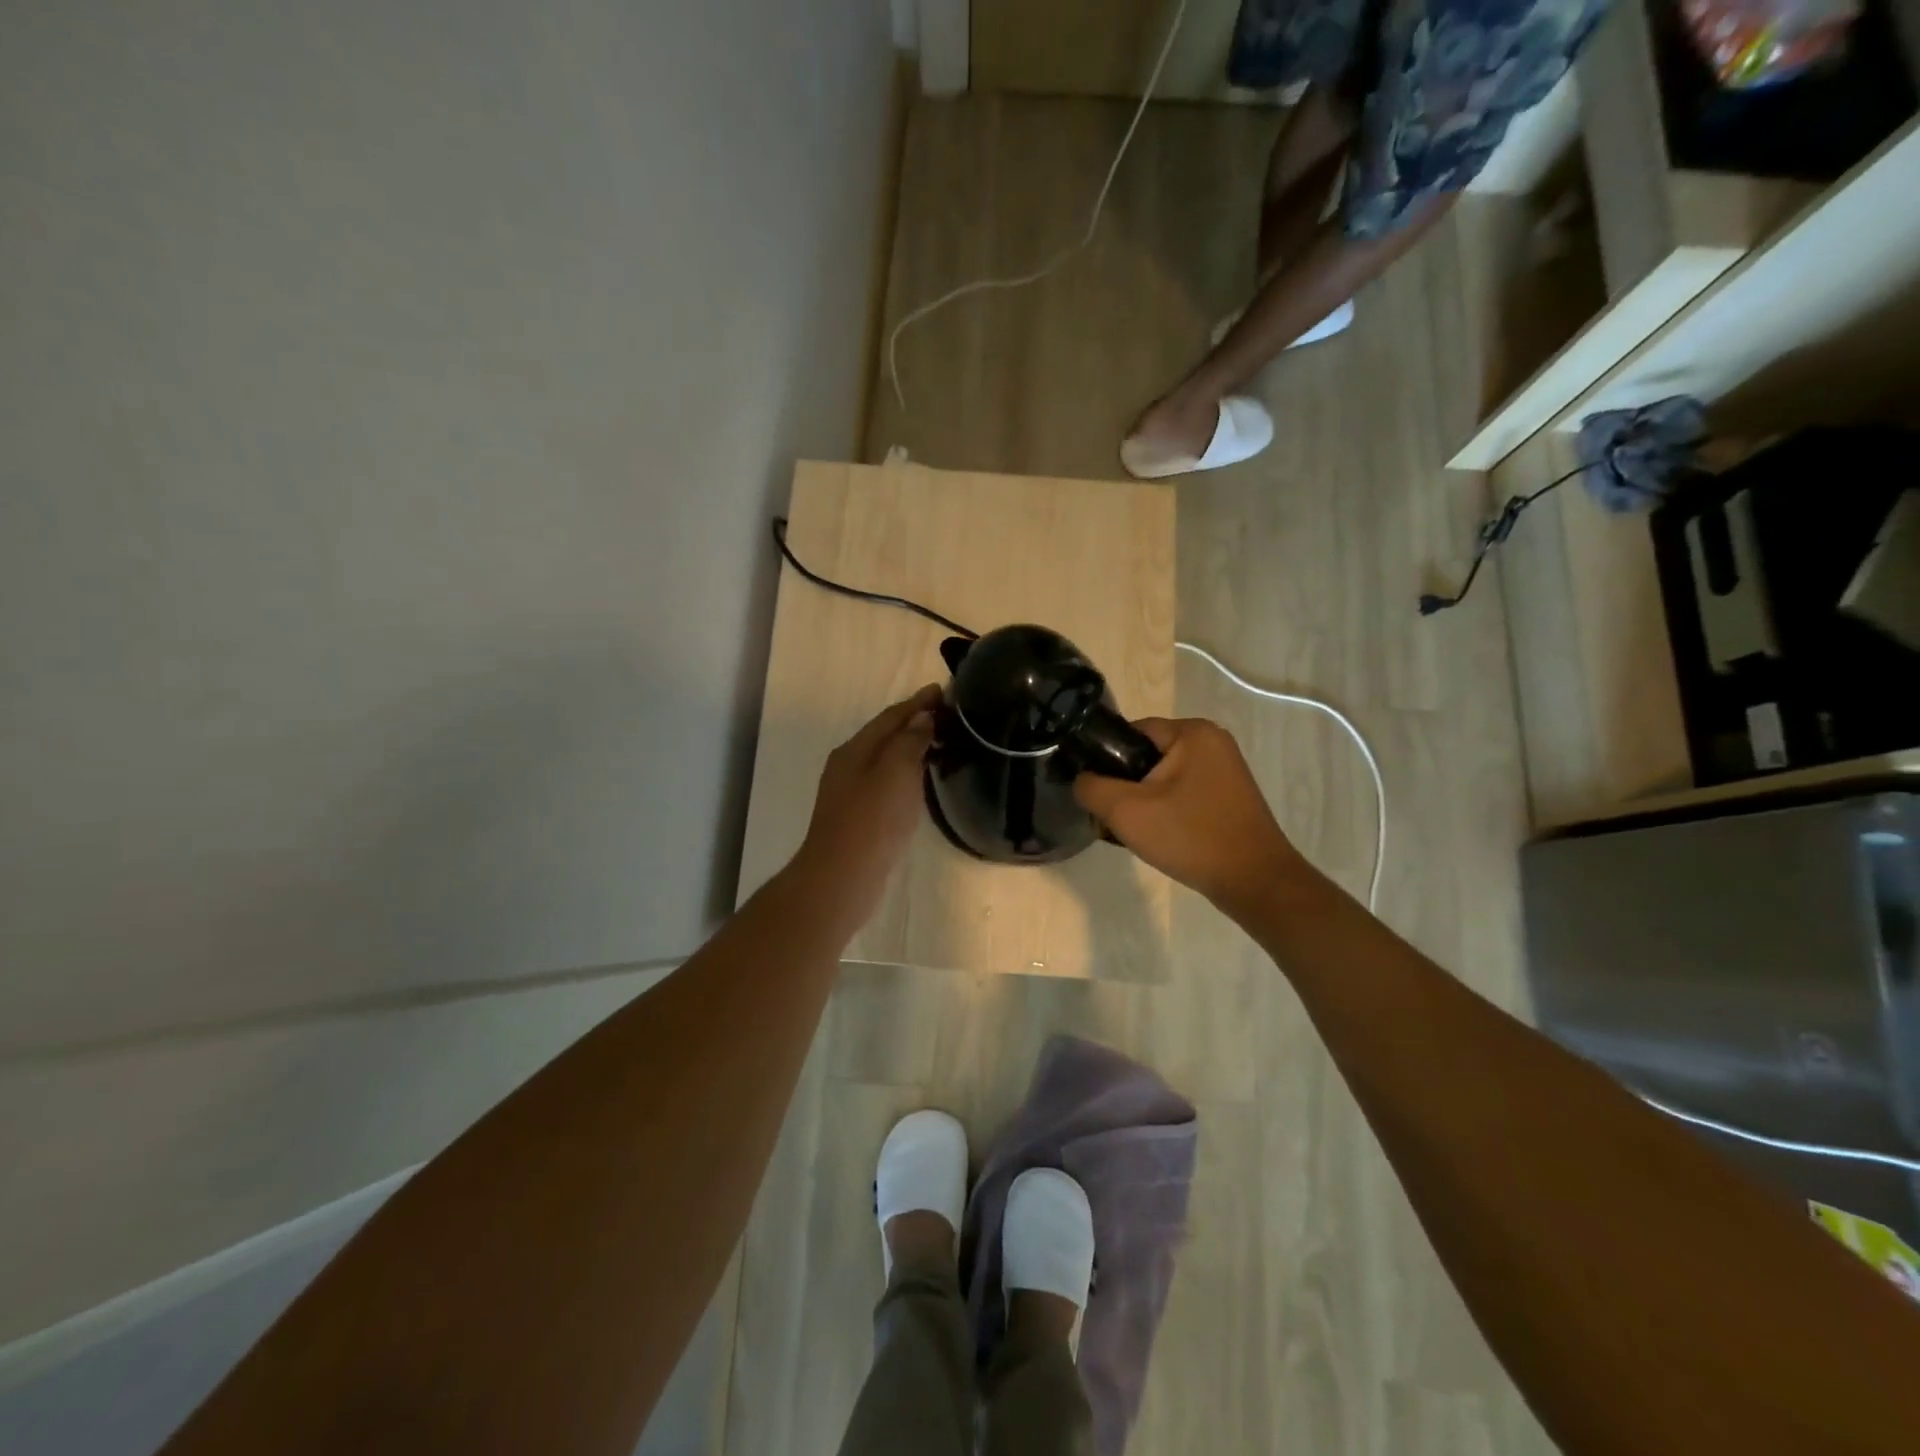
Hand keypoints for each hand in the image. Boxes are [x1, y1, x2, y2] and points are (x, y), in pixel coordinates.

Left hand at [789, 684, 940, 931]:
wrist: (843, 876)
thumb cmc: (872, 819)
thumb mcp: (895, 771)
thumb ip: (909, 740)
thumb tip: (922, 715)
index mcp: (855, 749)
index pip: (891, 716)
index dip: (917, 702)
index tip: (943, 690)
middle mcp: (849, 765)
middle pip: (885, 735)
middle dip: (914, 721)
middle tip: (948, 715)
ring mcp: (850, 792)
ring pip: (885, 759)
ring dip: (911, 747)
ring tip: (941, 742)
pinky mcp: (859, 816)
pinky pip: (886, 782)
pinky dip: (906, 772)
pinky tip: (920, 781)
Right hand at [1073, 717, 1300, 912]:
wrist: (1254, 882)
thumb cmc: (1190, 837)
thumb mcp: (1126, 811)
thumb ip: (1091, 787)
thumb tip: (1082, 780)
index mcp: (1192, 732)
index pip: (1130, 732)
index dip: (1105, 760)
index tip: (1096, 793)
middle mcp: (1212, 742)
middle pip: (1145, 756)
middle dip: (1123, 786)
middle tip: (1112, 818)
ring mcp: (1224, 770)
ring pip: (1162, 778)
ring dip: (1142, 802)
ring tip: (1133, 832)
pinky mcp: (1228, 796)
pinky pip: (1182, 793)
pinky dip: (1165, 811)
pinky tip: (1158, 838)